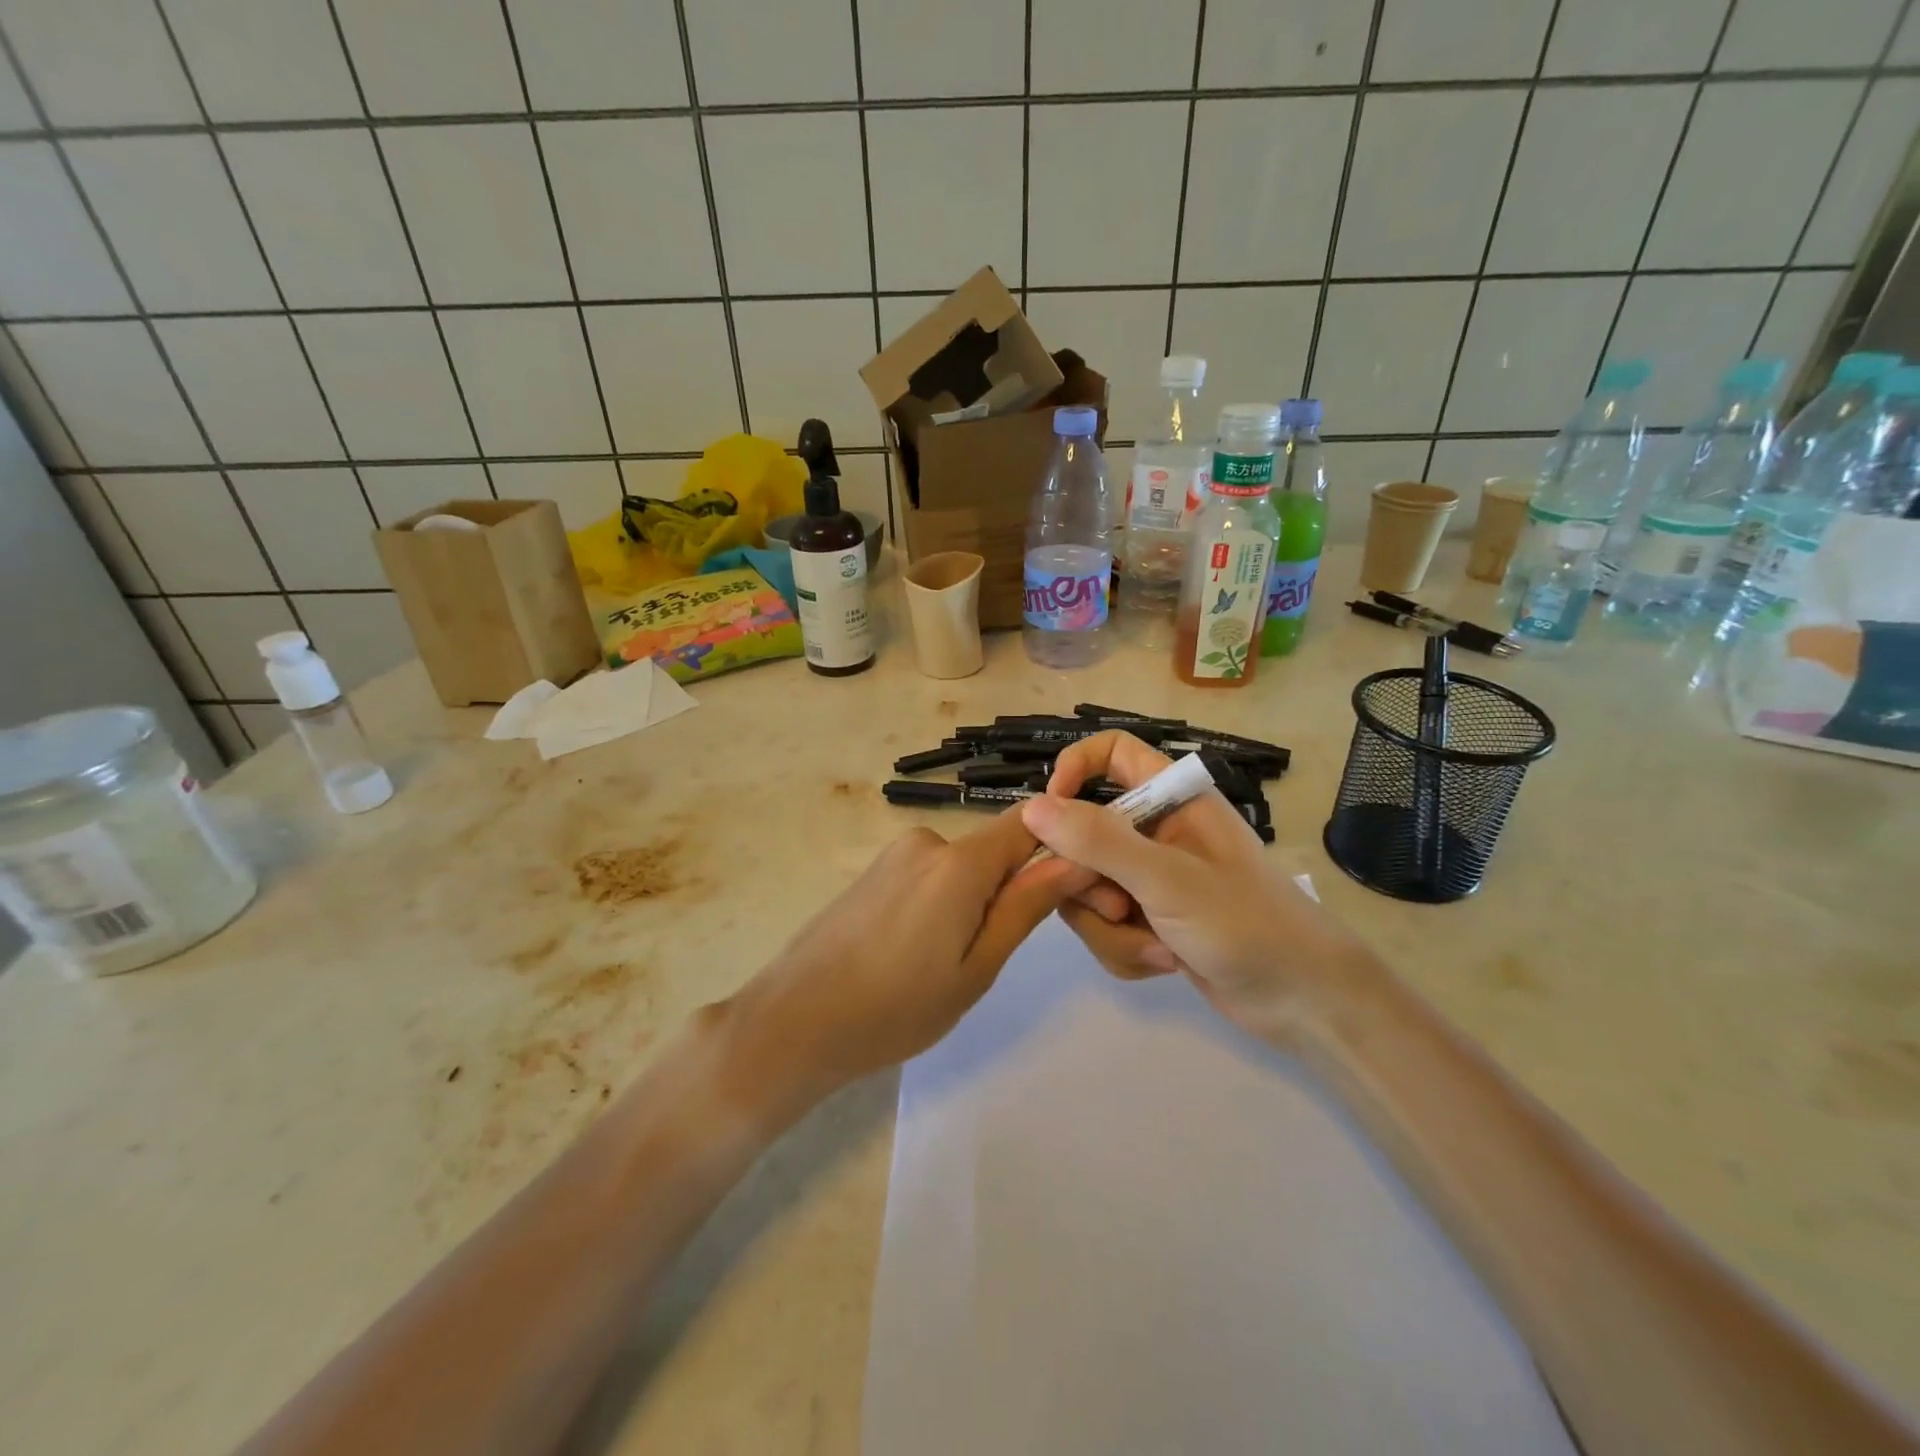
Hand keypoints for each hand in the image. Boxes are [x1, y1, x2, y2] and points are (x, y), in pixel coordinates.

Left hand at [723, 809, 1064, 1109]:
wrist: (793, 1022)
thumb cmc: (895, 1009)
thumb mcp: (976, 968)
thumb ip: (1026, 907)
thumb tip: (1076, 860)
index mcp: (959, 862)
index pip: (1031, 824)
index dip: (1063, 844)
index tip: (1081, 886)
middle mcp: (927, 842)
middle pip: (995, 850)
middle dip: (1011, 890)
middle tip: (996, 957)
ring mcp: (895, 855)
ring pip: (962, 868)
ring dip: (973, 903)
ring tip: (947, 964)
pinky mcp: (873, 872)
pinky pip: (929, 876)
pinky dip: (941, 905)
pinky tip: (916, 953)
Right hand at [1016, 732, 1384, 1038]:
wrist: (1304, 1001)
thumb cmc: (1247, 923)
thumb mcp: (1167, 879)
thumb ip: (1098, 841)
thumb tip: (1032, 808)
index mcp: (1171, 799)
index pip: (1110, 753)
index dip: (1073, 769)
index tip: (1049, 812)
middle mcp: (1155, 832)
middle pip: (1082, 833)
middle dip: (1090, 881)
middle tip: (1118, 906)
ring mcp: (1150, 878)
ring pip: (1087, 887)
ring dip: (1111, 927)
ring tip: (1157, 945)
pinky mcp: (1149, 919)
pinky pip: (1104, 926)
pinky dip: (1126, 949)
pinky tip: (1164, 962)